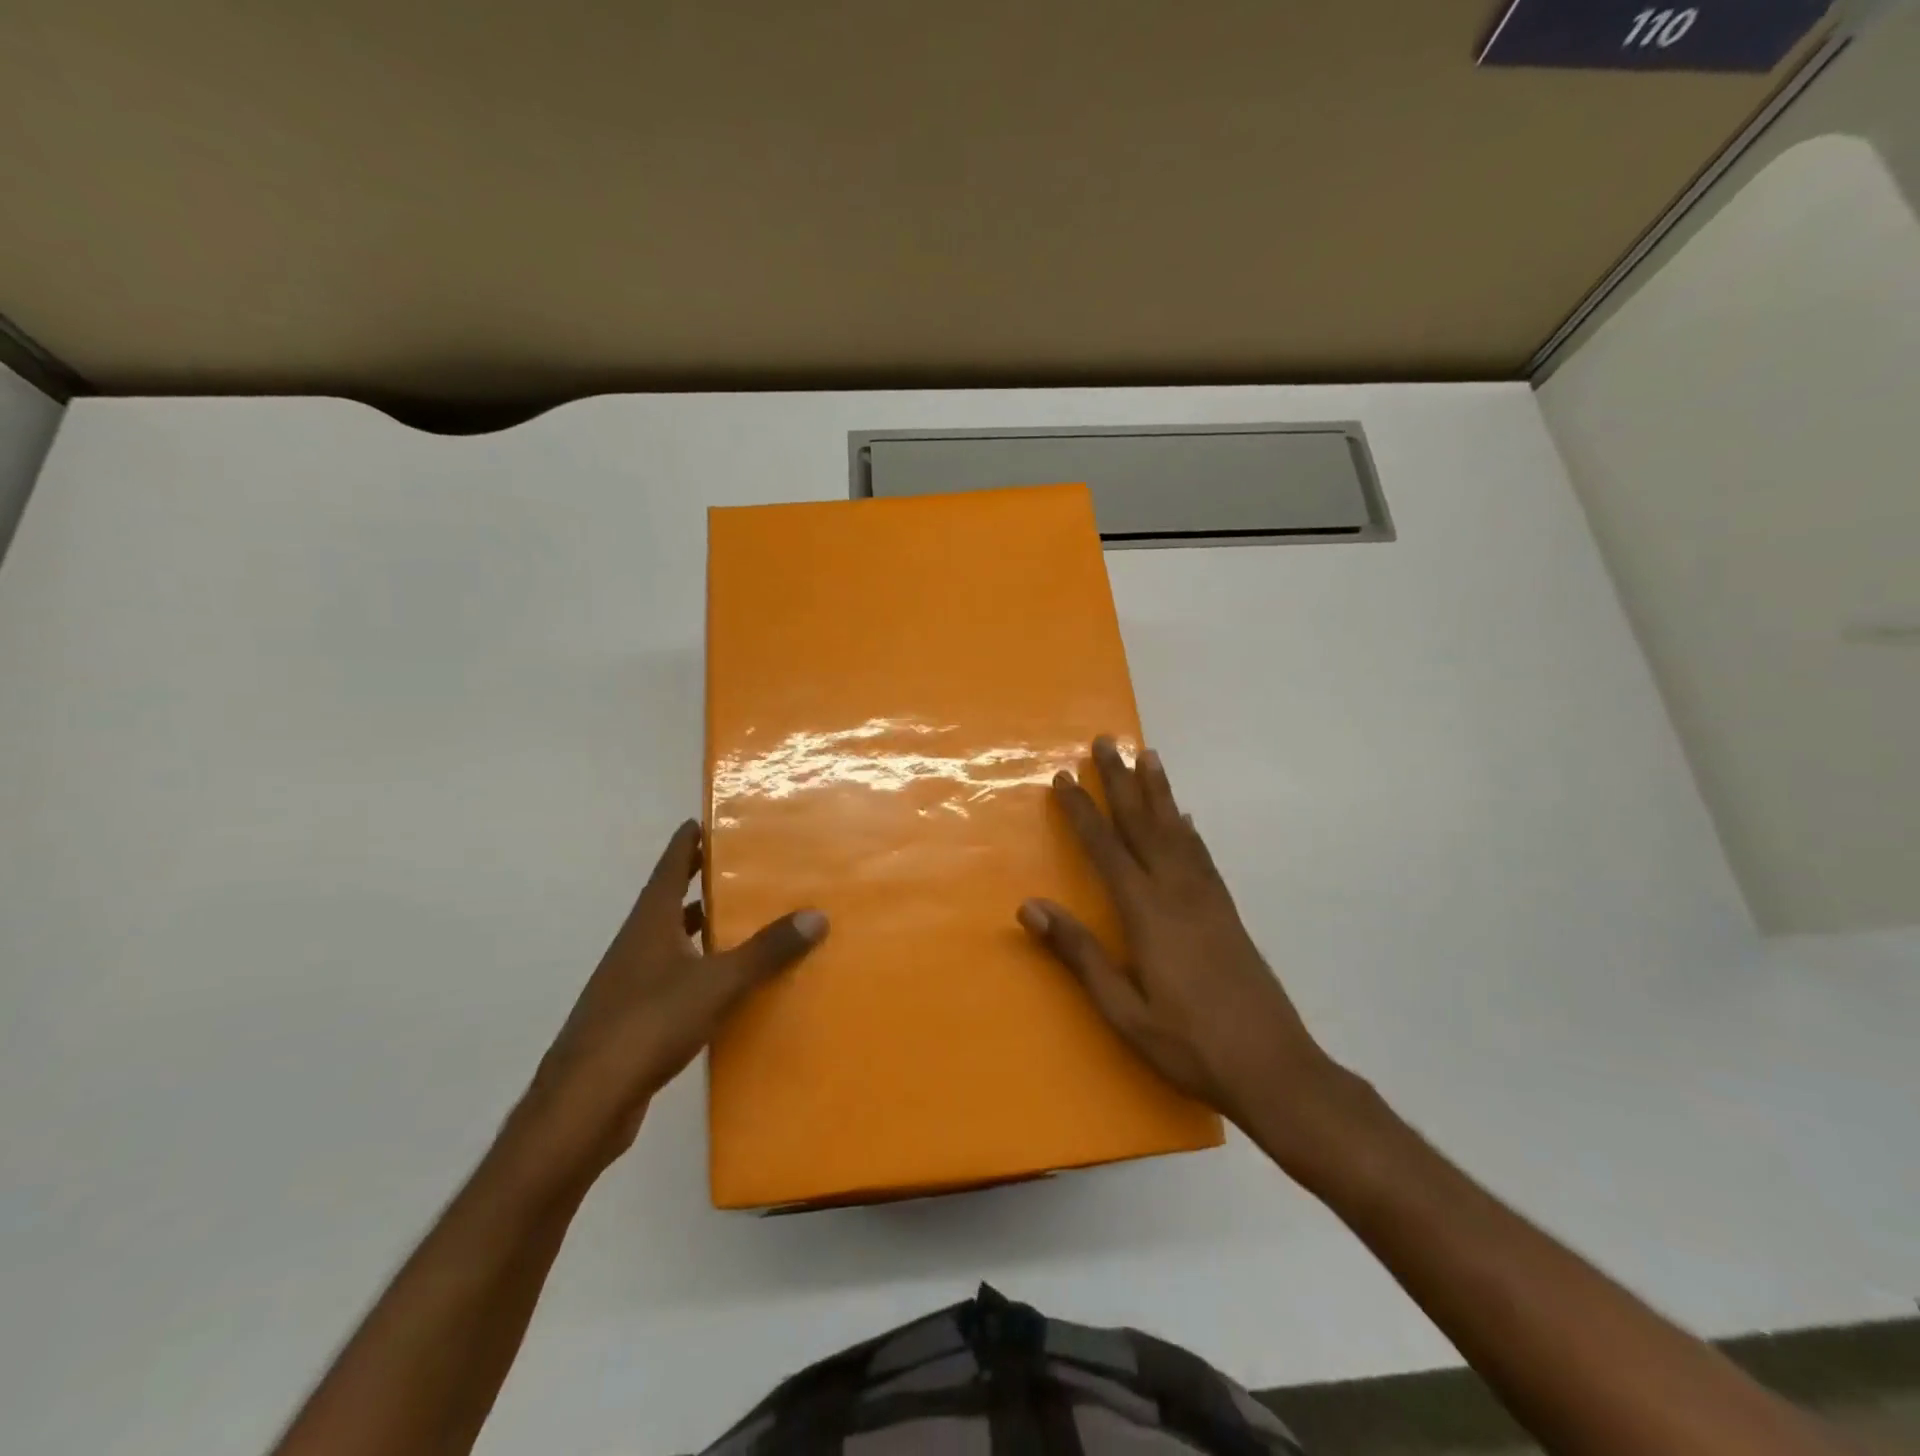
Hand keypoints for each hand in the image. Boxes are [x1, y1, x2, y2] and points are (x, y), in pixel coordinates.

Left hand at [527, 820, 827, 1166]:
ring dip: (700, 927)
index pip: (669, 866)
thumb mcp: (716, 984)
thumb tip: (817, 915)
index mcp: (649, 923)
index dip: (687, 841)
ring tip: (741, 920)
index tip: (708, 819)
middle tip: (741, 866)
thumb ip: (766, 951)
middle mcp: (637, 945)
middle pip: (669, 900)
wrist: (585, 1104)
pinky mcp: (634, 1019)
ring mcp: (631, 983)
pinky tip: (725, 984)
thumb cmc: (648, 1025)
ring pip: (671, 941)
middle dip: (700, 881)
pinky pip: (673, 978)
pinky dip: (698, 969)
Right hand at [1018, 737, 1347, 1151]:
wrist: (1275, 1068)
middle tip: (1106, 741)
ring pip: (1177, 829)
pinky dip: (1188, 826)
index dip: (1082, 811)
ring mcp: (1208, 898)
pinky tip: (1185, 817)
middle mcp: (1178, 891)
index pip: (1106, 848)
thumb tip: (1030, 906)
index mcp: (1147, 913)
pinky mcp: (1227, 910)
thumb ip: (1079, 953)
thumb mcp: (1123, 1009)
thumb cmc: (1189, 1044)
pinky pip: (1201, 853)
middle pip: (1144, 823)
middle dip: (1121, 780)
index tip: (1063, 778)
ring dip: (1158, 790)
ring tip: (1148, 755)